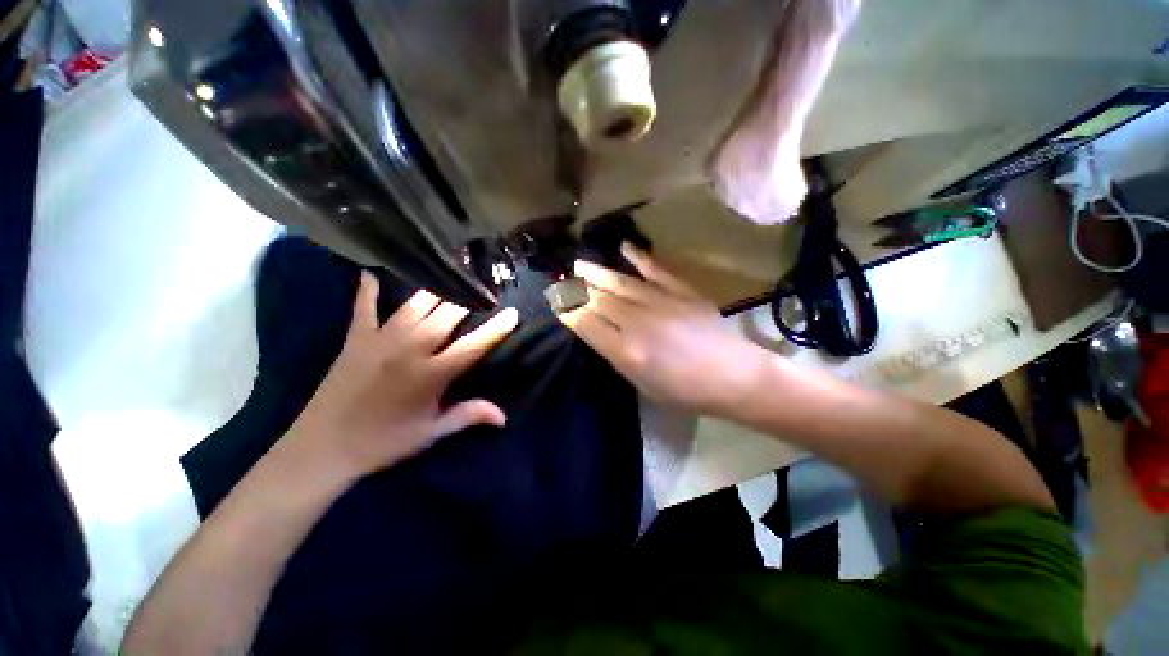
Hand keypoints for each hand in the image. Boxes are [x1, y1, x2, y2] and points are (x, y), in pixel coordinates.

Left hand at [290, 272, 518, 478]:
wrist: (322, 447)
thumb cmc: (384, 442)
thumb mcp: (431, 433)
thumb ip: (469, 415)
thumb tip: (504, 416)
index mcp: (431, 374)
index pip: (473, 345)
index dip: (495, 329)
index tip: (513, 313)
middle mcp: (410, 349)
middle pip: (447, 315)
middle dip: (469, 299)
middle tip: (484, 287)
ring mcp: (381, 339)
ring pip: (416, 304)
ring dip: (436, 289)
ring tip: (451, 274)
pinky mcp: (356, 338)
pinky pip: (364, 306)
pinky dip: (369, 289)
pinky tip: (373, 272)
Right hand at [559, 244, 772, 416]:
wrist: (735, 377)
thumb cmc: (686, 391)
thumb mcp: (643, 385)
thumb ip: (617, 356)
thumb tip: (596, 333)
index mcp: (627, 351)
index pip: (587, 324)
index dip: (569, 311)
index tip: (557, 303)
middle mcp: (638, 322)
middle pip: (599, 300)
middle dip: (577, 289)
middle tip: (562, 280)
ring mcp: (661, 302)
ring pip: (620, 282)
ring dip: (597, 272)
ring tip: (579, 264)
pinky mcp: (681, 291)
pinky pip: (654, 270)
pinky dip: (638, 257)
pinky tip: (624, 247)